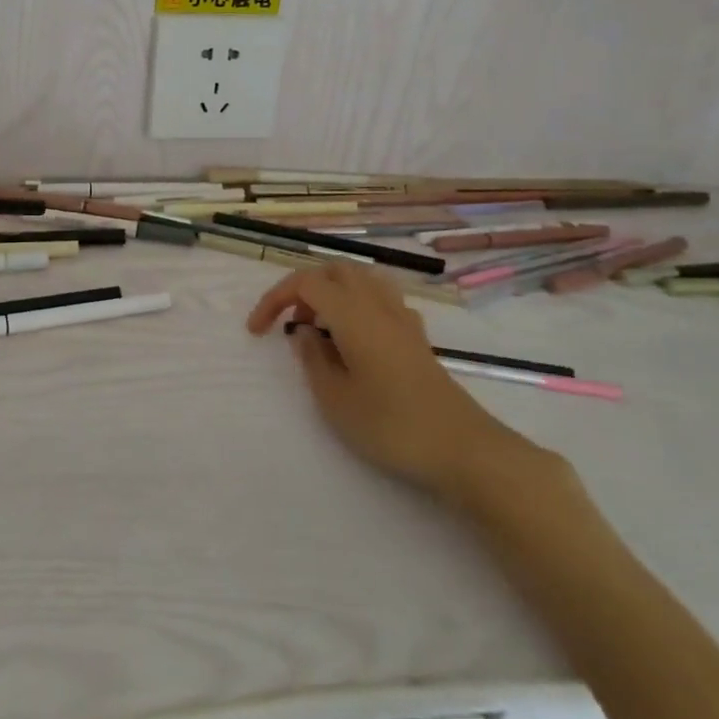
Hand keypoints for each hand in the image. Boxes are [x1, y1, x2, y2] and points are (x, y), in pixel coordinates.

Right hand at [247, 263, 549, 507]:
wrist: (461, 448)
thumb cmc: (390, 424)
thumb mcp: (335, 399)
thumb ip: (312, 359)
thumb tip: (304, 334)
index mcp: (351, 313)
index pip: (305, 283)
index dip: (274, 298)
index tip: (257, 330)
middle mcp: (377, 304)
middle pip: (334, 271)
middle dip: (303, 289)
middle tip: (289, 324)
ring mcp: (402, 317)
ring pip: (360, 280)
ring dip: (332, 292)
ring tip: (319, 328)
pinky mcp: (416, 336)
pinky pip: (380, 299)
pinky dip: (357, 305)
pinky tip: (355, 338)